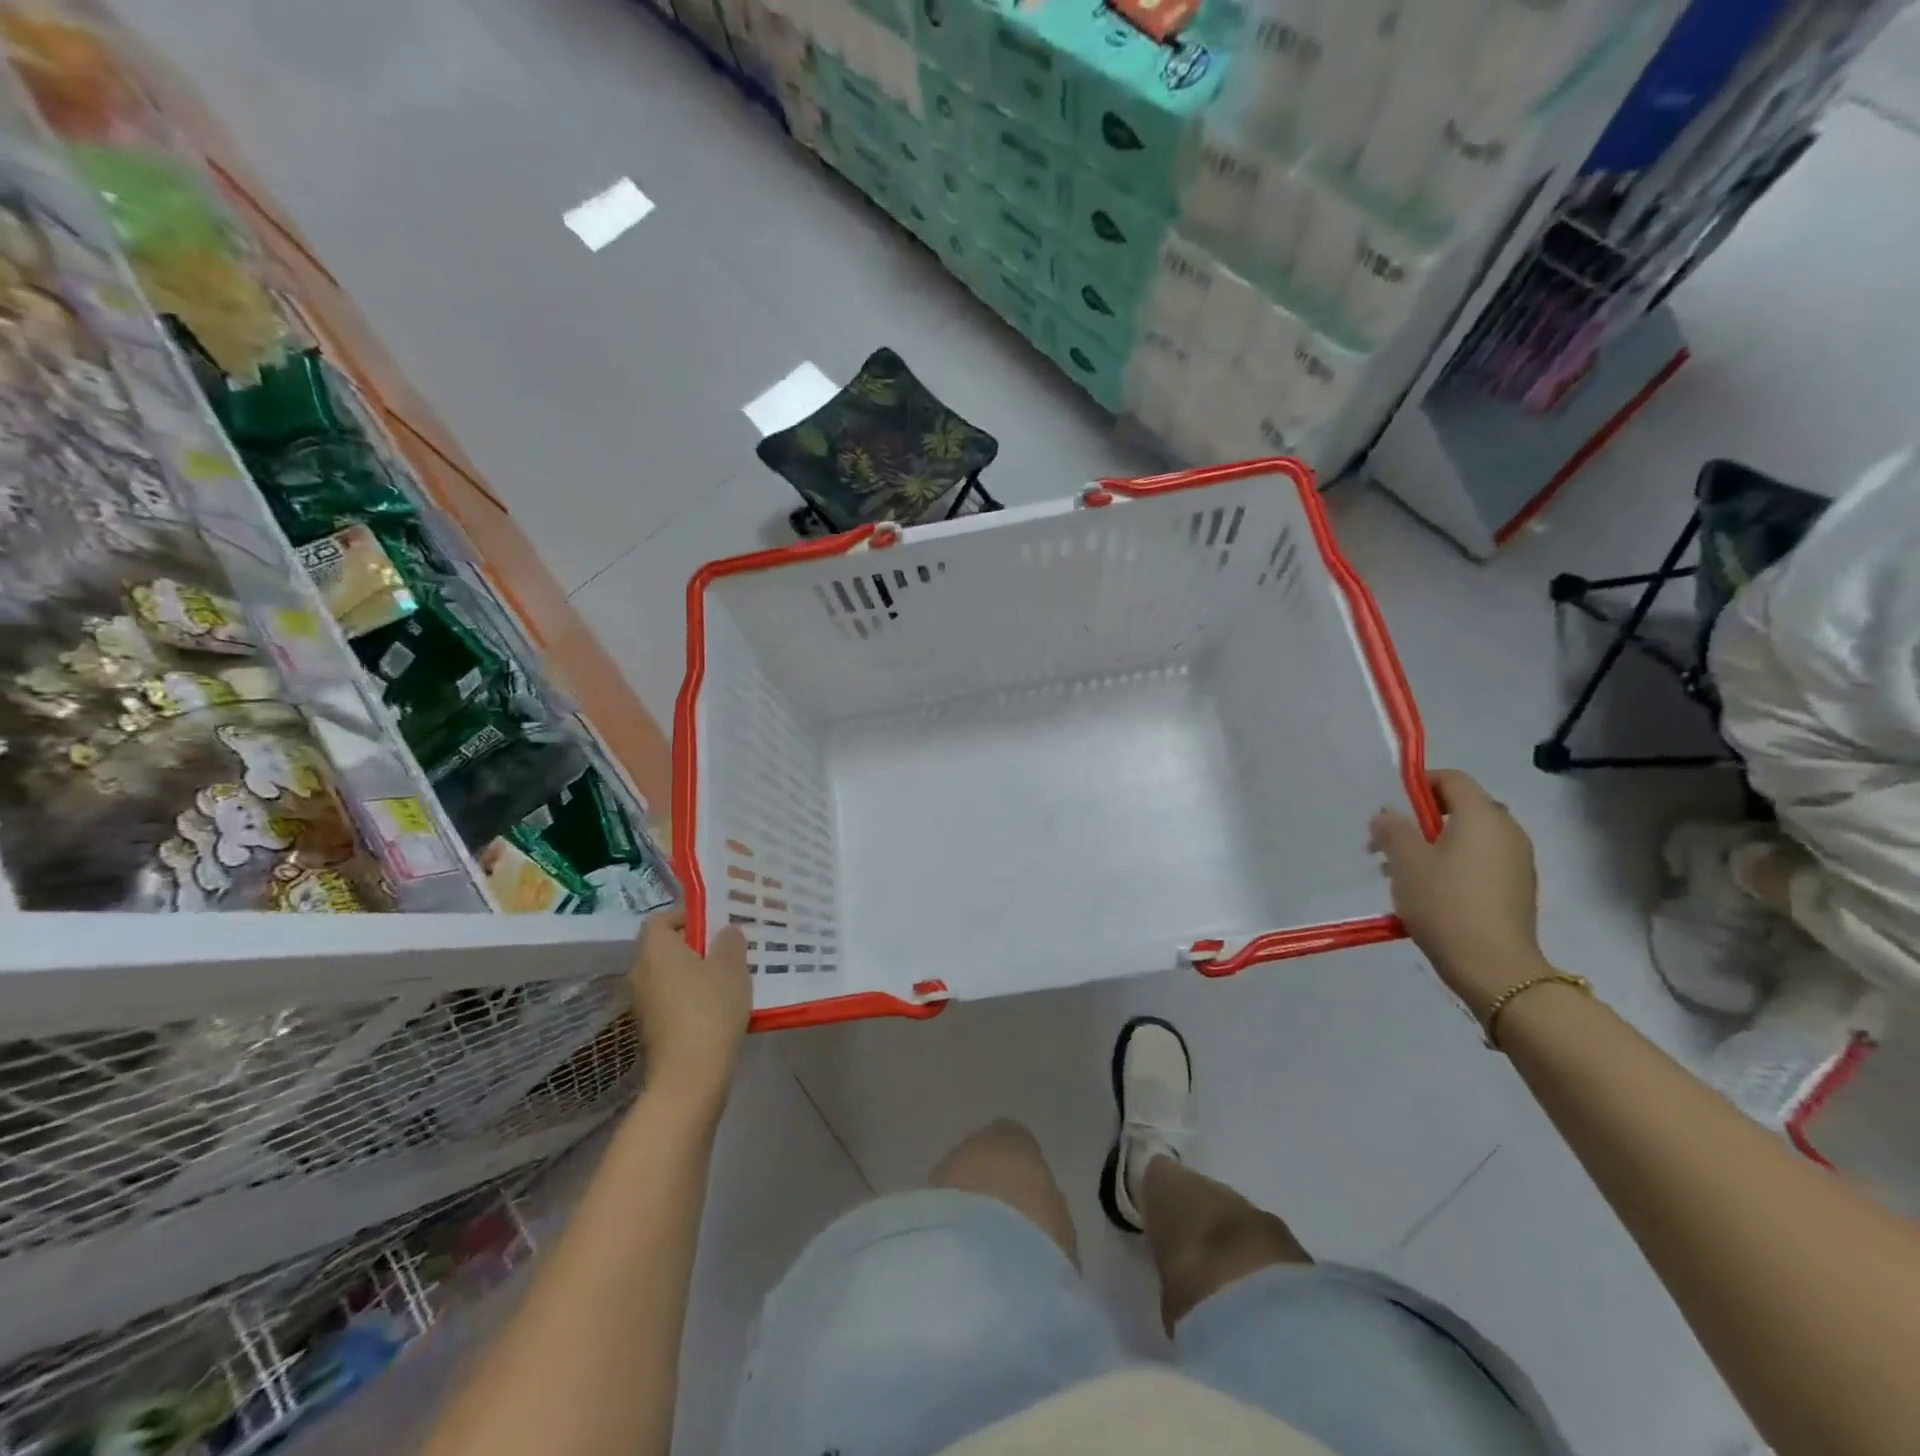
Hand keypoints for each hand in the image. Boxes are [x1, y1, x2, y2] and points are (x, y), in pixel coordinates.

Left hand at [629, 910, 750, 1105]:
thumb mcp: (731, 966)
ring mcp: (642, 1004)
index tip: (714, 923)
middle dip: (694, 945)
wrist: (689, 1075)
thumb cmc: (710, 1009)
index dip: (686, 916)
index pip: (660, 919)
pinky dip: (690, 997)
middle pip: (665, 948)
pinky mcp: (651, 1029)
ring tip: (728, 978)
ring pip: (669, 975)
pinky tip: (718, 1007)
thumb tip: (725, 933)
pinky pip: (671, 1000)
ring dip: (694, 973)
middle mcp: (640, 973)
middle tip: (727, 949)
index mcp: (655, 950)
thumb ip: (730, 941)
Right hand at [1369, 770, 1547, 1007]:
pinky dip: (1455, 864)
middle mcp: (1507, 831)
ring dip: (1436, 844)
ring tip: (1404, 870)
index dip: (1419, 783)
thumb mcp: (1406, 862)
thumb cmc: (1445, 904)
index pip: (1452, 779)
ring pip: (1470, 837)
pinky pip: (1481, 861)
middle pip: (1462, 807)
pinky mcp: (1518, 888)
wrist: (1495, 968)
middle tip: (1391, 841)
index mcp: (1482, 816)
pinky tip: (1430, 891)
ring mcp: (1518, 861)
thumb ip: (1393, 830)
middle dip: (1423, 818)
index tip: (1391, 805)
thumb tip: (1387, 813)